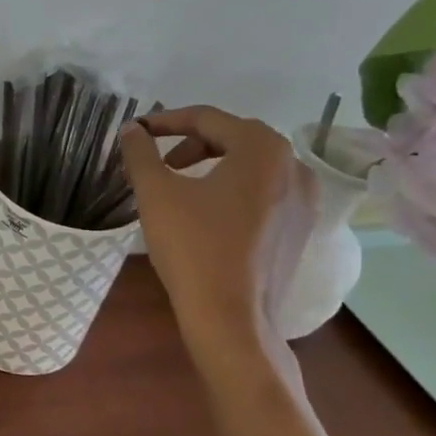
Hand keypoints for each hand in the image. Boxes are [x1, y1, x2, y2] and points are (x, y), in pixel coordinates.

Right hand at [119, 106, 315, 353]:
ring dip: (213, 163)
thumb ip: (140, 153)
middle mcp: (293, 167)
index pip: (208, 118)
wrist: (231, 317)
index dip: (166, 121)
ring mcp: (304, 200)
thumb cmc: (192, 246)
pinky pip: (264, 191)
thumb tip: (132, 130)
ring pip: (252, 165)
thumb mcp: (155, 193)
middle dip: (192, 141)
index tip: (136, 132)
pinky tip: (206, 211)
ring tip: (179, 183)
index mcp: (262, 150)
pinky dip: (233, 187)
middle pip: (235, 137)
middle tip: (159, 159)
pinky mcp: (299, 229)